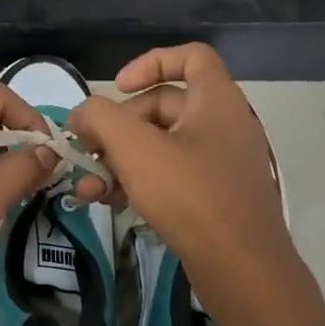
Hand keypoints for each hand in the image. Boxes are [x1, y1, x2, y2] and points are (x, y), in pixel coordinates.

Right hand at [67, 45, 299, 316]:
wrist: (242, 268)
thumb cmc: (190, 196)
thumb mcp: (135, 149)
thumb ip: (100, 119)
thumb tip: (82, 113)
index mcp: (216, 101)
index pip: (191, 57)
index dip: (151, 62)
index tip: (117, 89)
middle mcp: (224, 125)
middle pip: (164, 106)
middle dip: (119, 126)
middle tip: (89, 149)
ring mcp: (221, 163)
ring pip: (161, 146)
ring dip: (120, 160)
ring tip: (89, 187)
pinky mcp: (215, 197)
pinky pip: (171, 175)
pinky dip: (139, 182)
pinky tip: (109, 203)